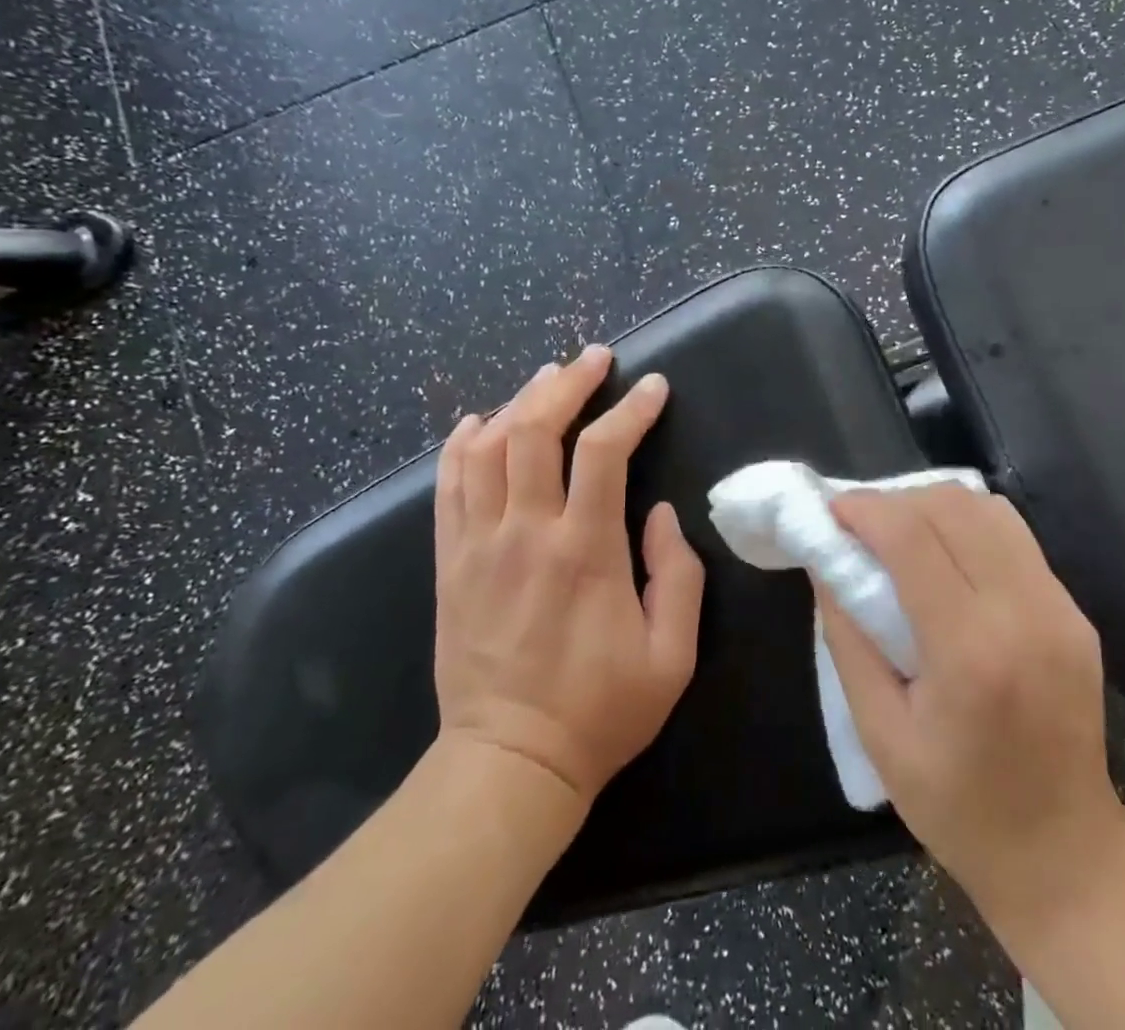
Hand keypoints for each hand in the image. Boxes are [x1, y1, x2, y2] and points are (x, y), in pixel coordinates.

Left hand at [433, 344, 704, 809]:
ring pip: (488, 447)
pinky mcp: (449, 562)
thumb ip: (677, 574)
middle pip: (537, 430)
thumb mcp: (672, 655)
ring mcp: (478, 545)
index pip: (604, 451)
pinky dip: (462, 443)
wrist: (509, 764)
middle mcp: (526, 533)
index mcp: (585, 551)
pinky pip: (447, 485)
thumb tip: (659, 513)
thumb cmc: (601, 711)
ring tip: (547, 378)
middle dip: (568, 383)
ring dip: (519, 402)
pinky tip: (481, 420)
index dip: (631, 409)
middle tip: (594, 358)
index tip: (653, 387)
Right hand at [815, 485, 1124, 936]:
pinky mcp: (1075, 611)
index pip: (911, 537)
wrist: (1066, 854)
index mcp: (970, 651)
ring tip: (899, 534)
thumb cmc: (958, 807)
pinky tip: (945, 556)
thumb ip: (848, 638)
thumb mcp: (879, 734)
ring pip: (987, 509)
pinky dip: (969, 526)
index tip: (831, 510)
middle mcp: (1023, 612)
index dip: (865, 509)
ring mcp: (1059, 607)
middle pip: (952, 507)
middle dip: (895, 500)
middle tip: (859, 525)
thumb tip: (826, 563)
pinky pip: (1014, 537)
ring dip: (933, 506)